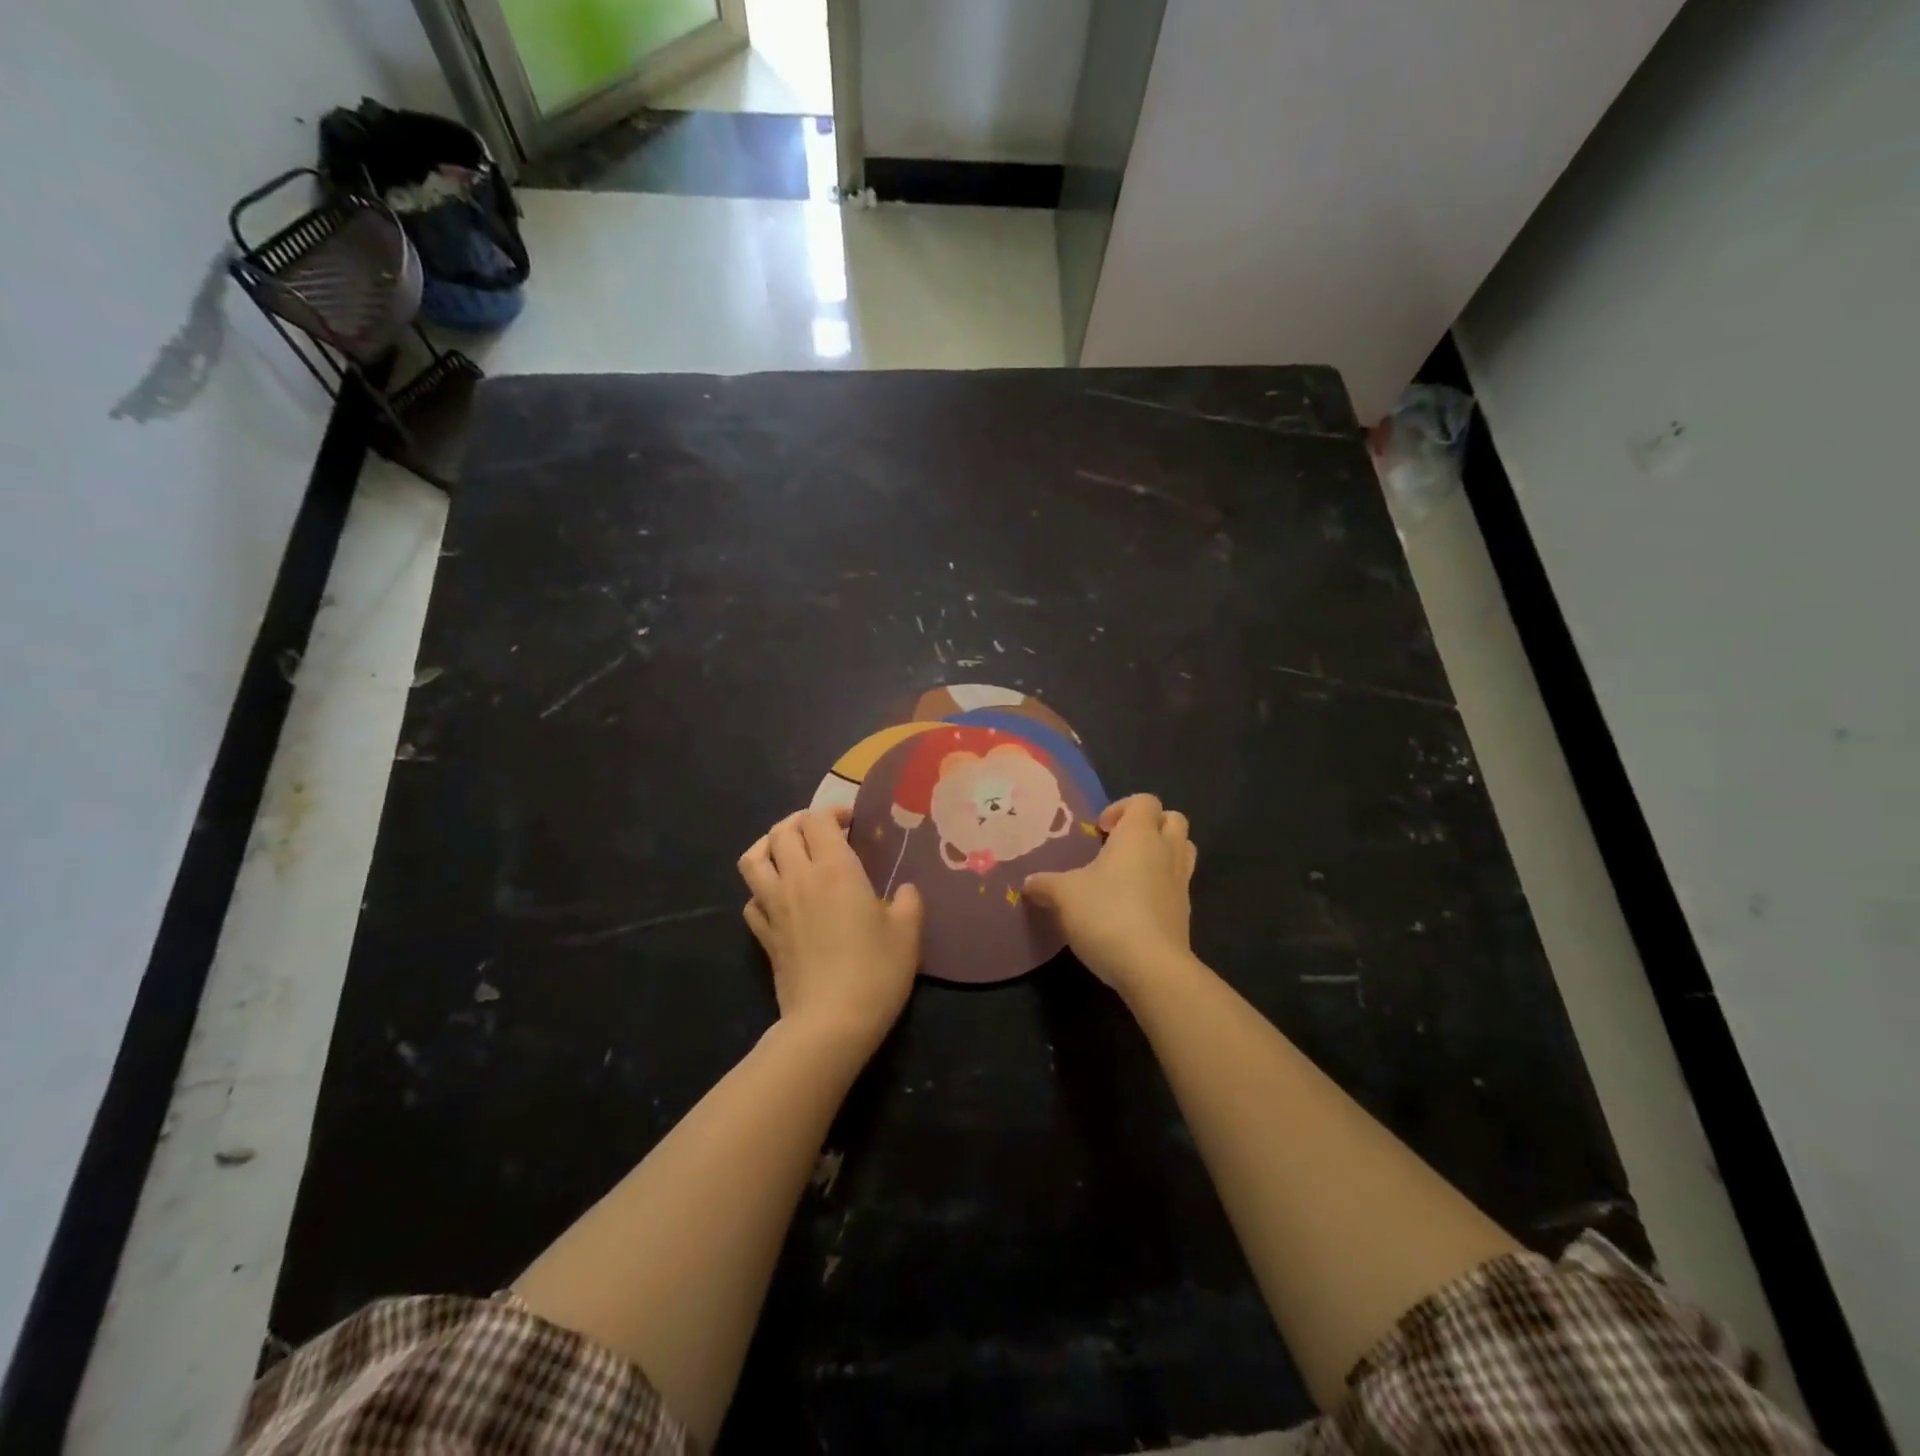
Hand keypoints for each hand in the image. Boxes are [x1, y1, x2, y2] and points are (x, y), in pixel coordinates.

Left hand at [738, 807, 924, 1049]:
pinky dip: (761, 890)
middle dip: (800, 822)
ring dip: (768, 846)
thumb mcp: (908, 933)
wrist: (831, 1022)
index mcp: (834, 869)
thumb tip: (904, 891)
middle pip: (782, 831)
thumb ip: (908, 902)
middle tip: (822, 833)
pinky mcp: (764, 936)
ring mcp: (775, 907)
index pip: (818, 820)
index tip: (853, 823)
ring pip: (753, 859)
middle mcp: (798, 879)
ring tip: (786, 852)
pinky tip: (778, 898)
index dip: (834, 812)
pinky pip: (751, 899)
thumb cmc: (875, 971)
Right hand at [1024, 795, 1196, 997]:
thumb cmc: (1106, 915)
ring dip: (1162, 851)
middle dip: (1149, 825)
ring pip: (1183, 849)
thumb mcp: (1063, 896)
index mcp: (1139, 835)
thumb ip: (1045, 885)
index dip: (1122, 808)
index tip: (1100, 830)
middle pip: (1173, 819)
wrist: (1152, 967)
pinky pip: (1178, 883)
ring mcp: (1181, 882)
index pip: (1145, 801)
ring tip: (1131, 871)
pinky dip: (1162, 884)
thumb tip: (1029, 883)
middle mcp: (1166, 851)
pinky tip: (1135, 905)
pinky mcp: (1185, 912)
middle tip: (1119, 844)